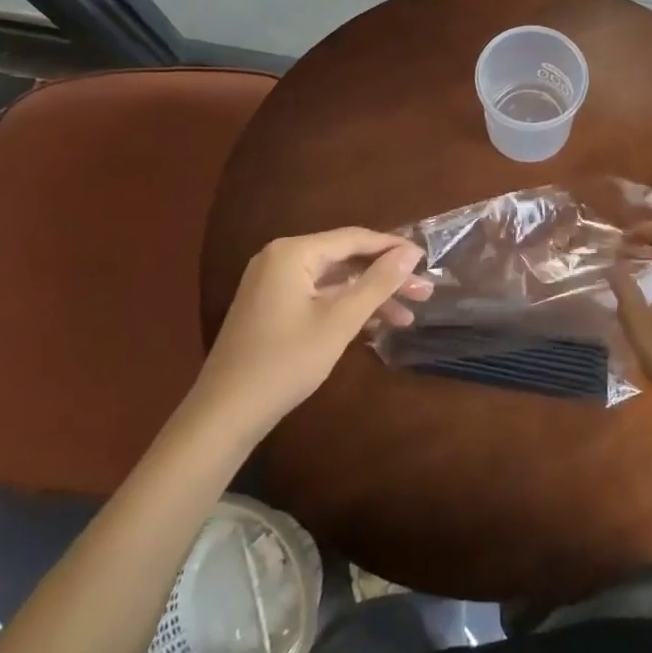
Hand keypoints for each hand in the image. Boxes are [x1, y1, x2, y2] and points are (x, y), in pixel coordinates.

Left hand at [196, 227, 432, 433]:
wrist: (224, 414)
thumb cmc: (286, 362)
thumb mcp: (339, 321)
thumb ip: (377, 283)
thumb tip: (410, 253)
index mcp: (293, 252)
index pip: (354, 238)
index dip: (393, 248)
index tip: (426, 260)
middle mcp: (280, 258)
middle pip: (345, 259)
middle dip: (386, 277)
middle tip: (424, 292)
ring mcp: (273, 283)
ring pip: (334, 280)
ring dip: (370, 296)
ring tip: (408, 315)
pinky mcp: (271, 306)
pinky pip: (318, 295)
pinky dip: (346, 307)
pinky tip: (375, 324)